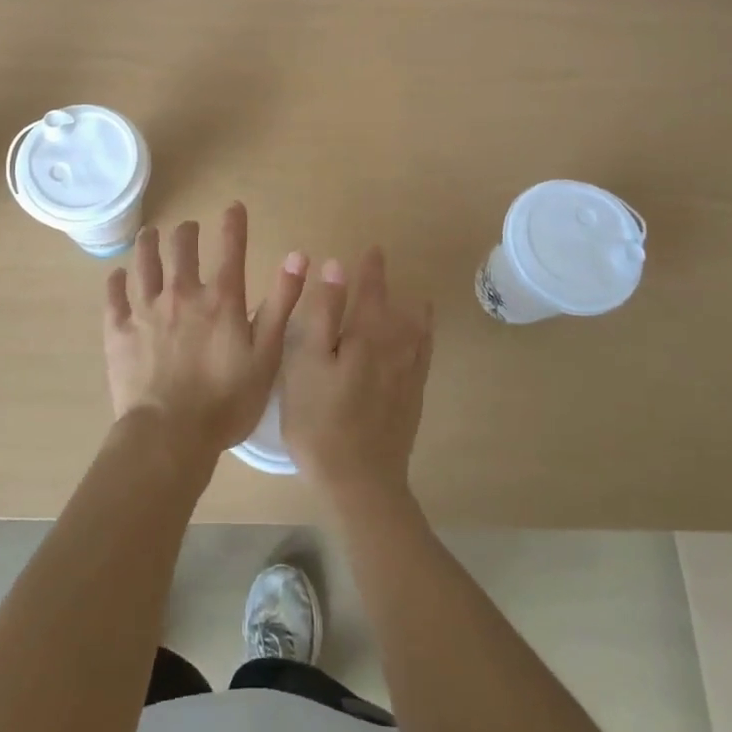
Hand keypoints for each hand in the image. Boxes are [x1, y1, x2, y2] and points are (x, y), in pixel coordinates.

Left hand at [104, 203, 308, 464]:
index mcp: (220, 300)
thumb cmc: (227, 401)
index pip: (231, 248)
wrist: (170, 436)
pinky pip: (114, 297)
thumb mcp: (267, 355)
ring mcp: (146, 310)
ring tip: (150, 234)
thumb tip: (298, 256)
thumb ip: (281, 303)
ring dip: (148, 244)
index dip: (234, 223)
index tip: (233, 206)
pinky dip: (116, 281)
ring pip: (145, 263)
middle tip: (188, 227)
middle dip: (186, 232)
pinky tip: (117, 274)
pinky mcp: (119, 331)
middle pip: (181, 248)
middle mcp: (181, 294)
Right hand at [282, 247, 432, 505]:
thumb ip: (323, 312)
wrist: (359, 481)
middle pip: (395, 307)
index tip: (372, 249)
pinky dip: (424, 340)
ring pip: (416, 331)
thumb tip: (337, 267)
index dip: (370, 269)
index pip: (371, 290)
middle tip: (381, 266)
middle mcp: (395, 347)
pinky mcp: (412, 399)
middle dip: (386, 285)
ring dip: (413, 310)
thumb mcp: (306, 362)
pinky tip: (421, 340)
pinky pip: (424, 357)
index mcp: (366, 335)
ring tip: (413, 298)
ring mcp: (408, 375)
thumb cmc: (320, 420)